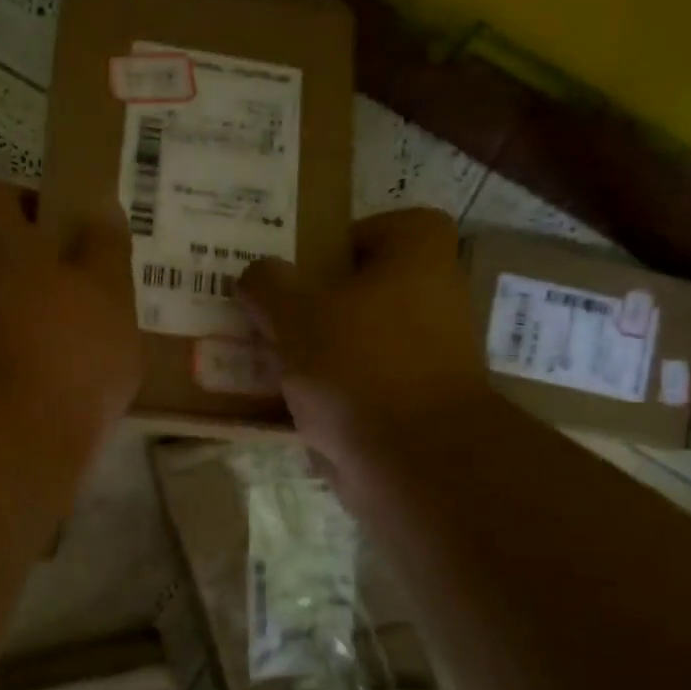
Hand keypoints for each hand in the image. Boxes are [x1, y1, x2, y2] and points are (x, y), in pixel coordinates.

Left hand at [0, 180, 140, 457]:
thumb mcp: (109, 291)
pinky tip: (59, 383)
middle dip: (39, 266)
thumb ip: (105, 246)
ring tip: (81, 344)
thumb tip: (99, 210)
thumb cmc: (69, 349)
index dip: (26, 199)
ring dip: (32, 315)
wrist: (13, 441)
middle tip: (87, 291)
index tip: (63, 225)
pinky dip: (21, 357)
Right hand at [235, 209, 484, 473]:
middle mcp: (435, 296)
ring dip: (312, 349)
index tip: (293, 270)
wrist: (413, 461)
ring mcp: (428, 354)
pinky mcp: (413, 403)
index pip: (373, 228)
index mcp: (419, 254)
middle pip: (358, 288)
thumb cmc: (358, 363)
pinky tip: (282, 400)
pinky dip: (326, 390)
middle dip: (310, 302)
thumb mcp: (294, 312)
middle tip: (264, 312)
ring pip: (354, 339)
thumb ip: (266, 283)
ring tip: (262, 356)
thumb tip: (255, 275)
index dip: (331, 243)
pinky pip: (357, 383)